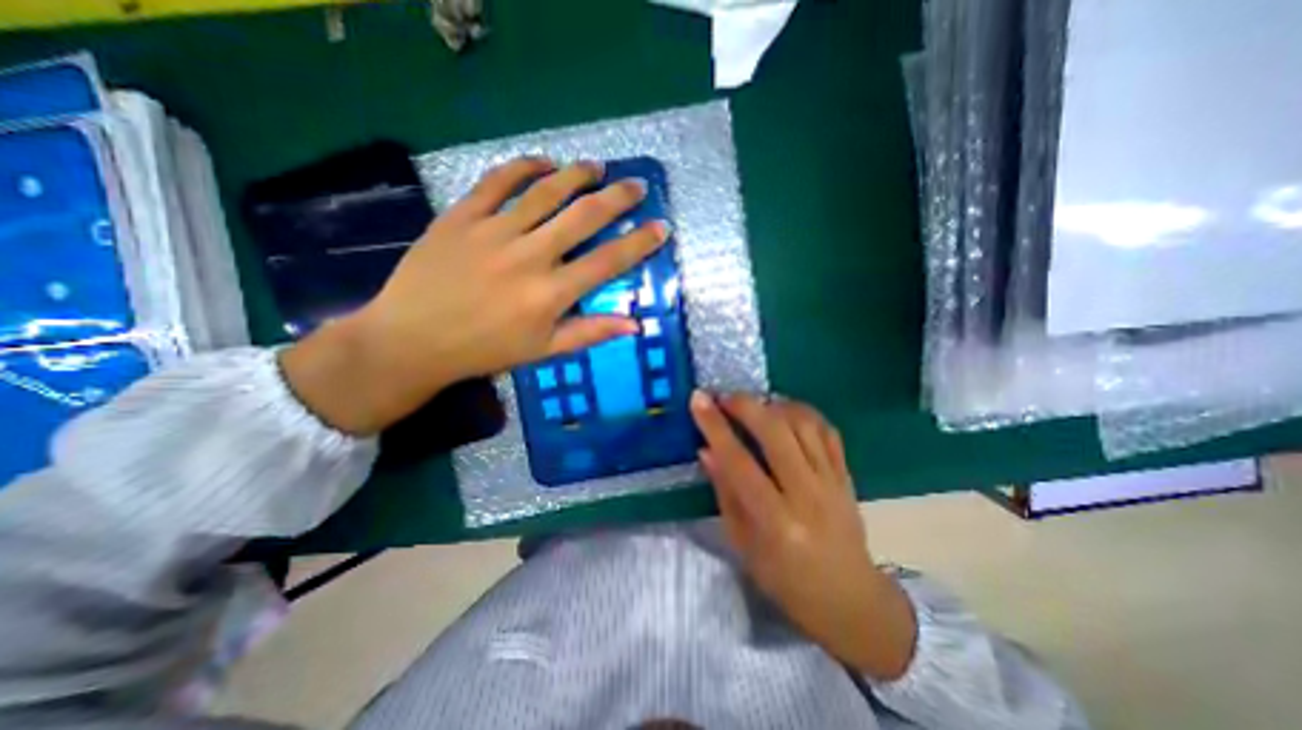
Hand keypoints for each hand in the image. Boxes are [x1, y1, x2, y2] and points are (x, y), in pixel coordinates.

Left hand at [281, 157, 664, 434]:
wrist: (412, 340)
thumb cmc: (484, 350)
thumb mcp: (543, 350)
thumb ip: (590, 333)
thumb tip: (634, 324)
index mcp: (551, 293)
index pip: (608, 260)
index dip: (639, 242)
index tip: (660, 227)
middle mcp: (529, 255)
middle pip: (583, 216)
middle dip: (617, 198)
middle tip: (636, 186)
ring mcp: (494, 231)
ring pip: (545, 191)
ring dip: (577, 175)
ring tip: (597, 167)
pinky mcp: (461, 216)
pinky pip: (496, 181)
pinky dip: (523, 167)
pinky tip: (542, 163)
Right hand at [692, 391, 914, 680]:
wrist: (851, 600)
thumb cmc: (786, 581)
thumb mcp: (744, 546)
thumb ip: (725, 494)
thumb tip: (707, 451)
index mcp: (776, 522)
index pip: (739, 463)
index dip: (715, 427)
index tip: (698, 400)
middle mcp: (807, 496)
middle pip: (776, 433)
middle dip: (745, 405)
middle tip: (724, 397)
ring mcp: (832, 482)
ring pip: (803, 424)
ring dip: (773, 405)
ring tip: (753, 405)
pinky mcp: (846, 475)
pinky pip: (826, 430)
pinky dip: (803, 412)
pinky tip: (784, 411)